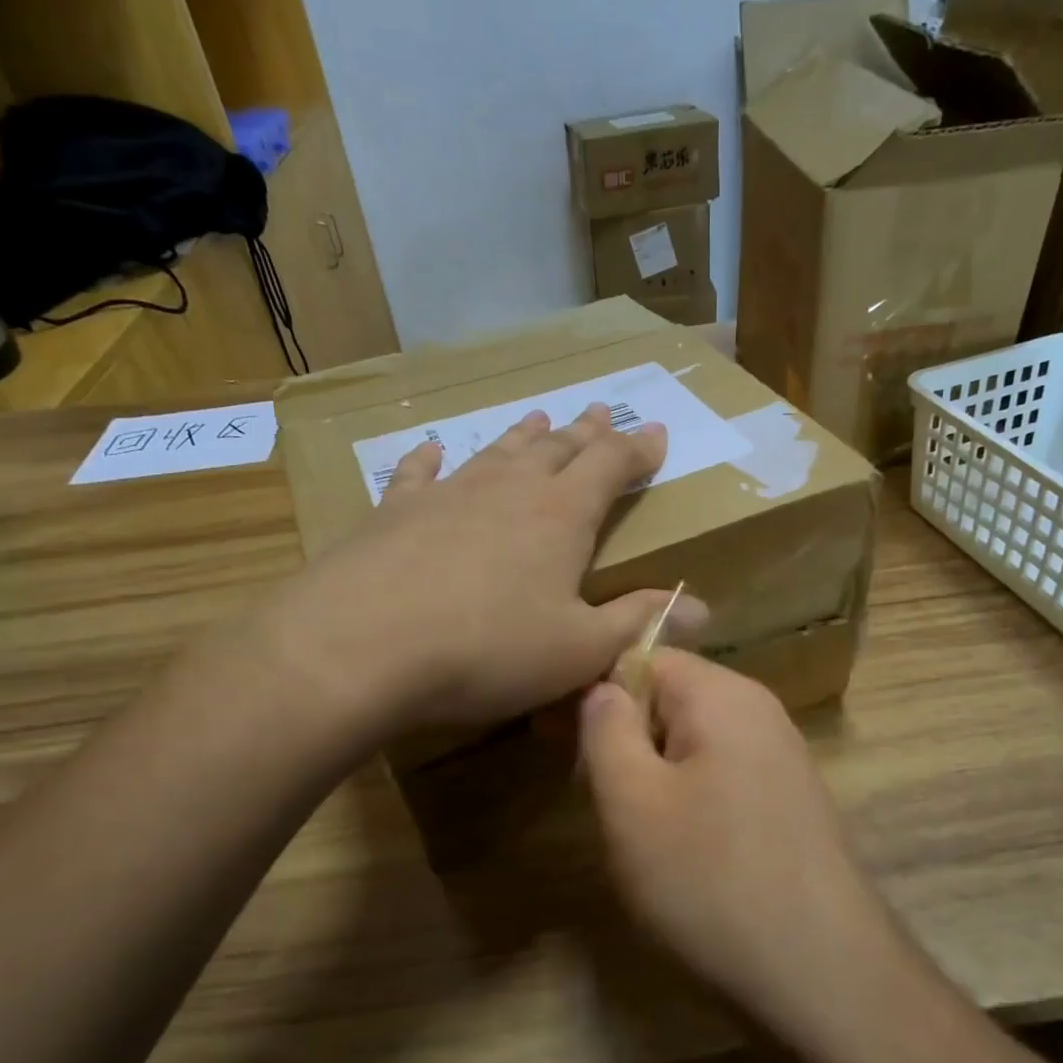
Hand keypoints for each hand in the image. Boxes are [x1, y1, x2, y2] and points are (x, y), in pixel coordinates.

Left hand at [287, 403, 706, 732]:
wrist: (361, 647)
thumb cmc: (487, 651)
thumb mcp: (578, 650)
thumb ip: (638, 623)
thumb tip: (702, 609)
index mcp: (561, 516)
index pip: (611, 466)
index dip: (638, 449)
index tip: (657, 434)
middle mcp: (508, 489)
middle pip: (557, 448)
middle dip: (585, 432)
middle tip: (601, 410)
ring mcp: (447, 493)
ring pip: (496, 452)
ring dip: (523, 435)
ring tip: (540, 417)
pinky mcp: (393, 511)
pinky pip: (418, 472)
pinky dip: (430, 458)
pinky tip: (432, 449)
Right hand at [579, 650, 899, 1028]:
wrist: (824, 979)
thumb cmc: (710, 882)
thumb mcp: (631, 802)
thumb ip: (605, 729)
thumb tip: (600, 688)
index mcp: (722, 695)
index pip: (641, 656)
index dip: (593, 691)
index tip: (558, 741)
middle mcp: (759, 713)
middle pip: (669, 698)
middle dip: (623, 737)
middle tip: (591, 794)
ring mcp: (781, 759)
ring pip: (691, 743)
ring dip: (651, 774)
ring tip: (631, 829)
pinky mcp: (788, 803)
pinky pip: (720, 777)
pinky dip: (686, 800)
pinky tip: (678, 851)